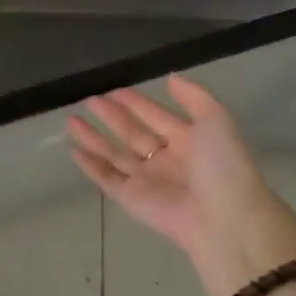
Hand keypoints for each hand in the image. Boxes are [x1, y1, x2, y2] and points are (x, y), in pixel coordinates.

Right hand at [68, 76, 295, 295]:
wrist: (224, 218)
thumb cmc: (222, 165)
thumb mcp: (216, 120)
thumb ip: (193, 96)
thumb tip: (171, 77)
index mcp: (188, 141)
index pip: (156, 116)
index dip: (137, 103)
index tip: (114, 88)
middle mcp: (166, 160)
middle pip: (132, 133)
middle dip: (112, 116)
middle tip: (89, 99)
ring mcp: (148, 180)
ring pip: (115, 154)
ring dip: (94, 137)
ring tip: (71, 120)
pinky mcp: (132, 200)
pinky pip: (107, 179)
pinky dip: (91, 166)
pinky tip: (74, 150)